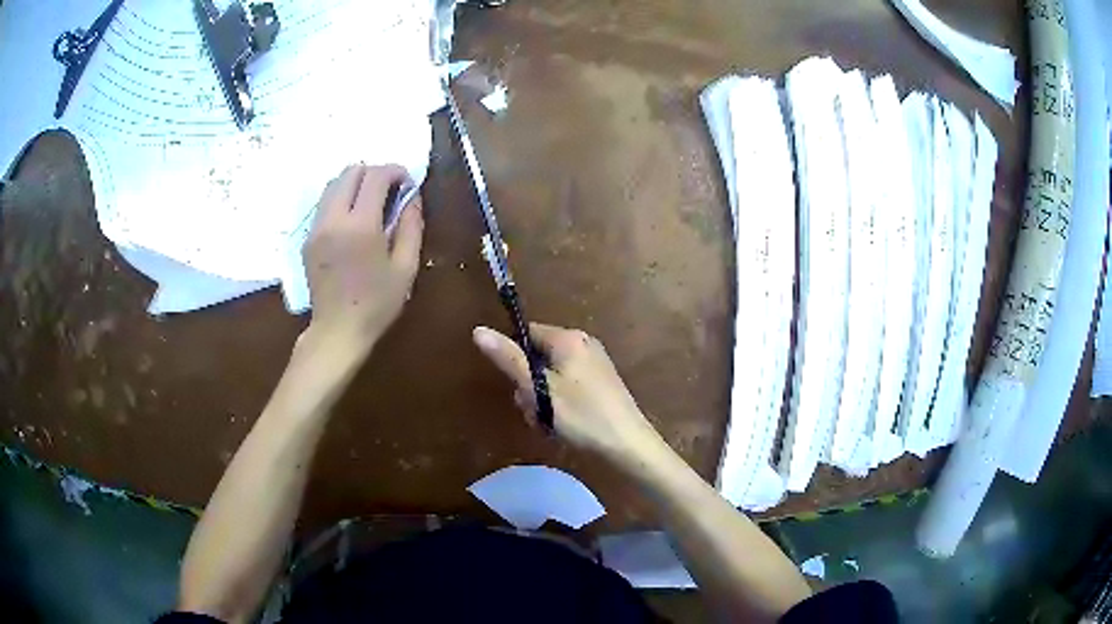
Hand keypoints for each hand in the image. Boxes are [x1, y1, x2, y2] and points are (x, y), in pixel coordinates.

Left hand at [301, 164, 423, 361]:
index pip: (375, 176)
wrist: (338, 331)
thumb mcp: (406, 268)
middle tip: (389, 191)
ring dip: (355, 184)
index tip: (407, 183)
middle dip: (373, 173)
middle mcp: (334, 220)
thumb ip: (411, 227)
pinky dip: (341, 200)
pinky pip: (324, 204)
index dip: (395, 171)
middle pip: (350, 172)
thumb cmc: (377, 304)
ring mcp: (316, 228)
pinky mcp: (308, 239)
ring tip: (370, 202)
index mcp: (361, 226)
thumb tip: (412, 197)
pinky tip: (353, 220)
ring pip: (333, 184)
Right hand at [473, 323, 665, 467]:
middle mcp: (583, 343)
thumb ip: (509, 359)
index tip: (518, 387)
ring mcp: (594, 363)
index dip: (515, 360)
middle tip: (535, 412)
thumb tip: (478, 329)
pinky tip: (563, 425)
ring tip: (549, 423)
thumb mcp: (539, 389)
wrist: (627, 443)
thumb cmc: (581, 415)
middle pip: (538, 357)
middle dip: (529, 386)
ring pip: (551, 376)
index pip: (527, 334)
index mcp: (568, 338)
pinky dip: (560, 403)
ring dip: (542, 400)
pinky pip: (568, 385)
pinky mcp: (601, 382)